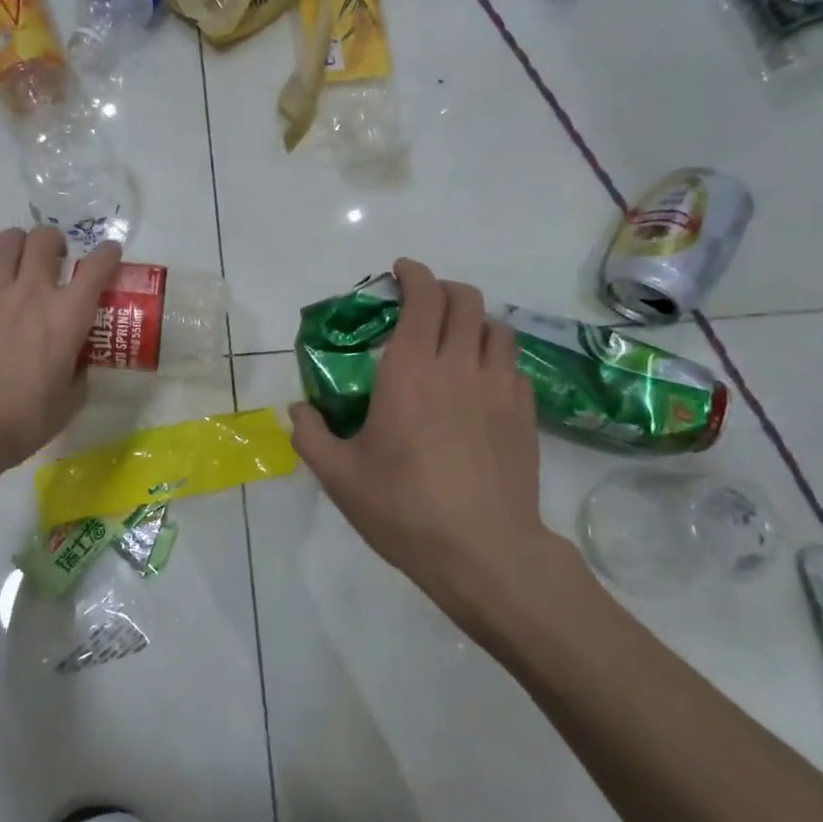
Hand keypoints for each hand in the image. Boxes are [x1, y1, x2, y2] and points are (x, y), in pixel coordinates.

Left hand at [0, 227, 122, 480]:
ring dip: (18, 244)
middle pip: (46, 240)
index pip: (97, 267)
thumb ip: (78, 372)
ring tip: (14, 259)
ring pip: (8, 239)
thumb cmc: (19, 422)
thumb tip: (77, 361)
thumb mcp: (68, 402)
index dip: (107, 254)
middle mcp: (31, 291)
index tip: (108, 254)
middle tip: (52, 259)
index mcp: (67, 317)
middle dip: (54, 243)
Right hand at [288, 259, 585, 632]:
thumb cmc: (403, 509)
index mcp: (411, 371)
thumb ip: (310, 435)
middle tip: (425, 303)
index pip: (423, 299)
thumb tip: (298, 410)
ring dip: (475, 321)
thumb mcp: (339, 476)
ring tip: (457, 340)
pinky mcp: (524, 414)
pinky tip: (481, 384)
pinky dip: (495, 358)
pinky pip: (513, 366)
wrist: (482, 551)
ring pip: (497, 328)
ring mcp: (499, 388)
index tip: (402, 270)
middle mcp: (459, 367)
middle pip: (466, 301)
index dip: (414, 275)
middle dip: (444, 290)